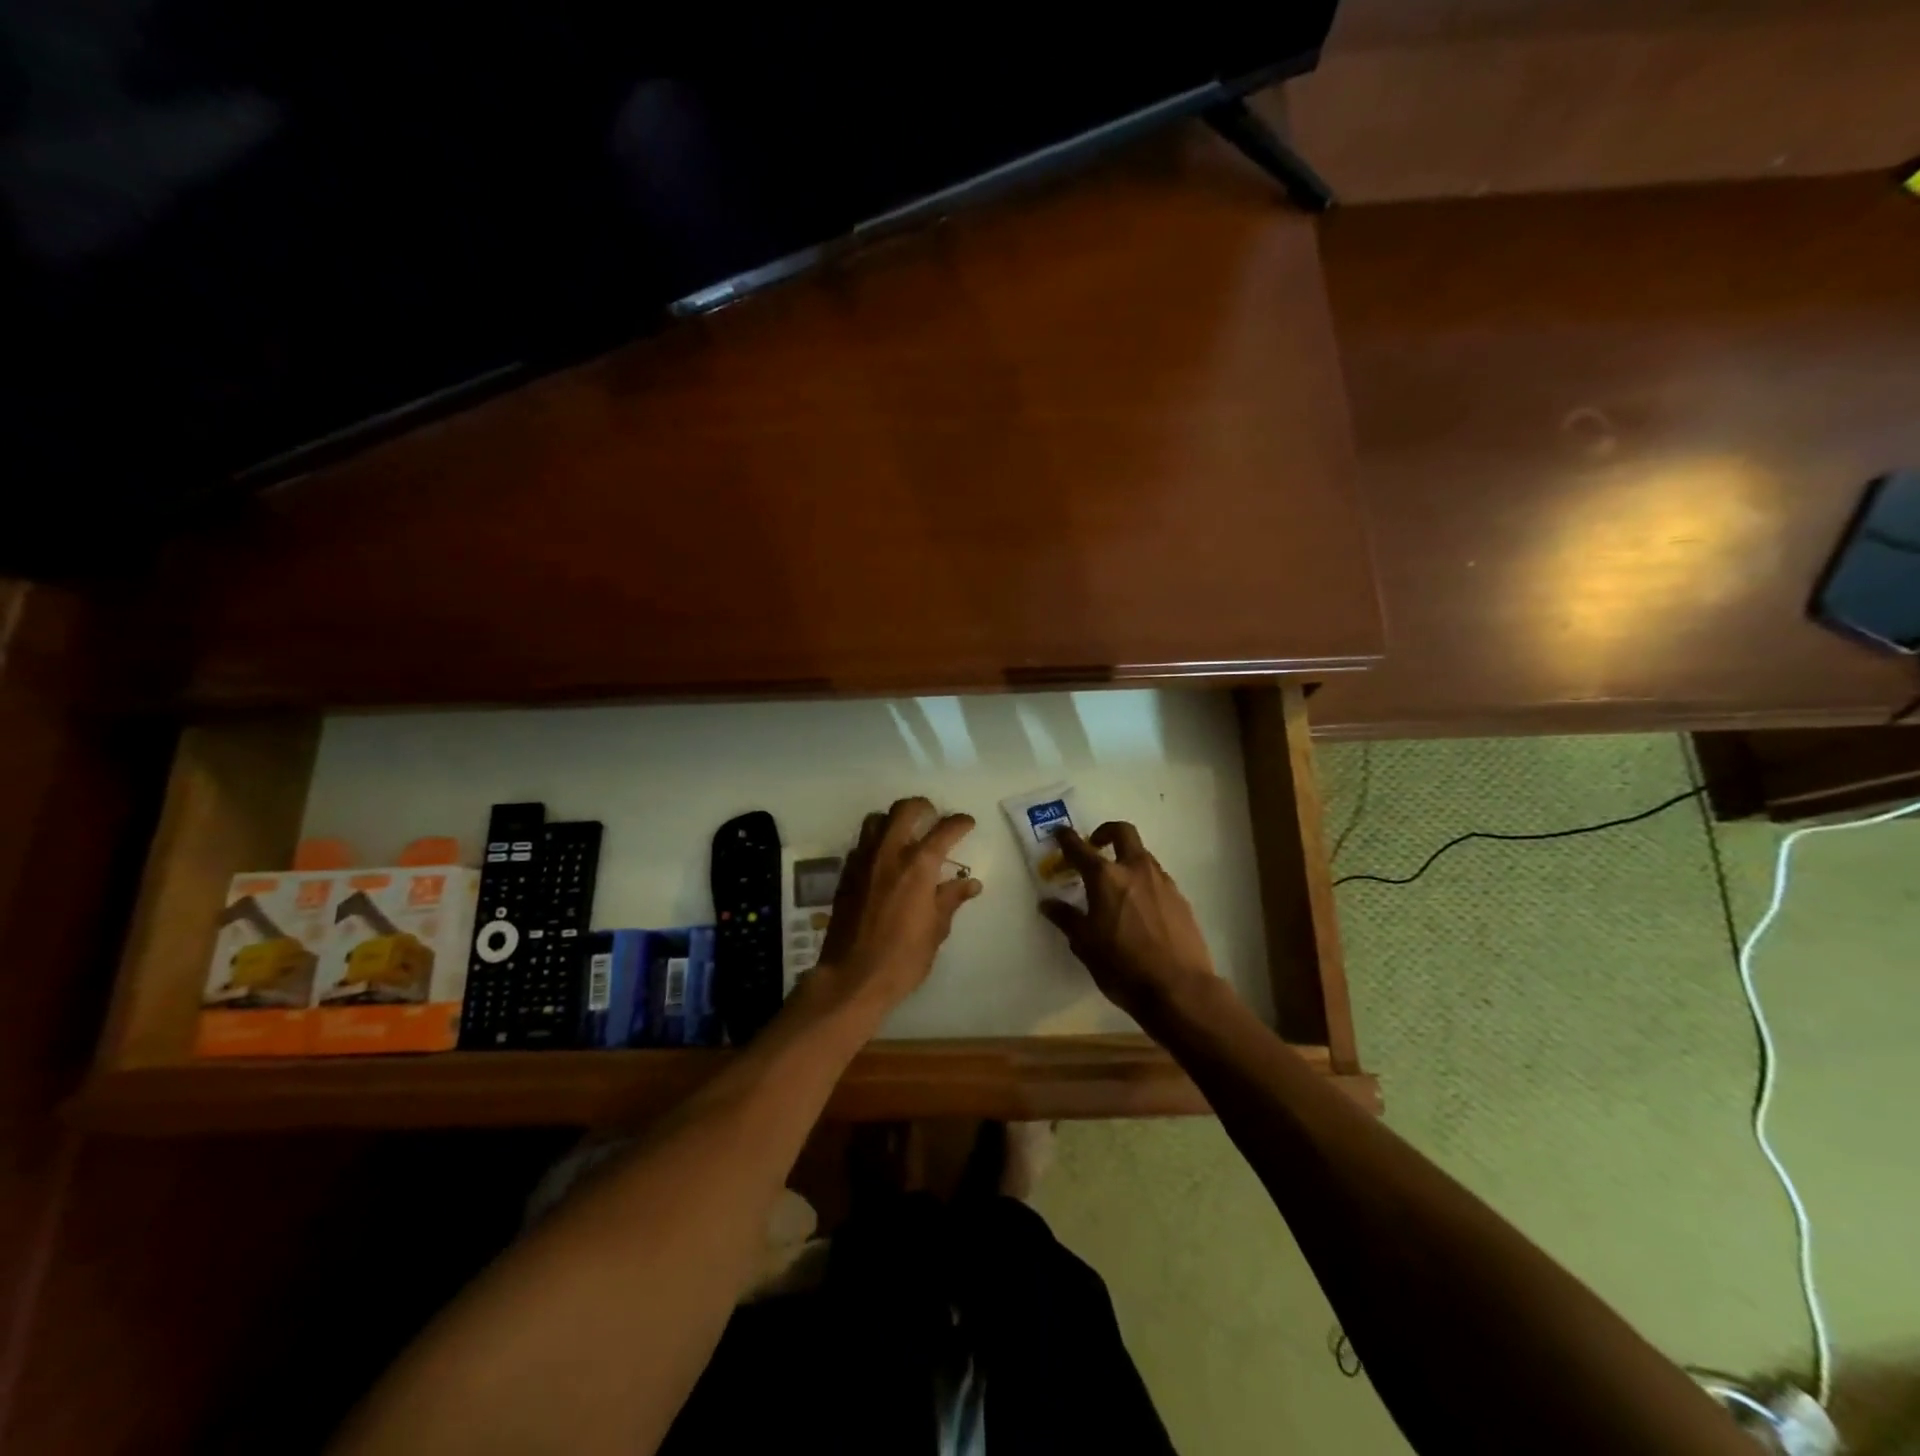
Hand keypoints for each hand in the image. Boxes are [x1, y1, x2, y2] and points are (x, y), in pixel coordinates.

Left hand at [812, 797, 981, 1016]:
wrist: (852, 977)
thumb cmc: (903, 958)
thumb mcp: (936, 930)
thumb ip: (951, 899)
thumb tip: (970, 883)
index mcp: (918, 866)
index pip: (944, 830)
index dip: (959, 823)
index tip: (967, 823)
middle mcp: (889, 853)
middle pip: (905, 809)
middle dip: (923, 807)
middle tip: (933, 818)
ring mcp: (863, 861)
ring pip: (876, 820)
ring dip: (894, 820)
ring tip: (906, 834)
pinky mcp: (846, 874)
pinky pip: (862, 843)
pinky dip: (876, 842)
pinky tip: (884, 861)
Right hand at [1040, 822, 1219, 1025]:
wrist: (1179, 988)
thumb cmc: (1122, 966)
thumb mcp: (1085, 945)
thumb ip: (1066, 918)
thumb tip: (1048, 903)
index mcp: (1106, 878)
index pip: (1080, 848)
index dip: (1066, 838)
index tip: (1059, 833)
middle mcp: (1135, 870)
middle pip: (1123, 833)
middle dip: (1106, 832)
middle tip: (1096, 846)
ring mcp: (1162, 882)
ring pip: (1143, 856)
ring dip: (1127, 859)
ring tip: (1117, 884)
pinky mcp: (1181, 899)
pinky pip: (1158, 879)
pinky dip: (1144, 882)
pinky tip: (1140, 908)